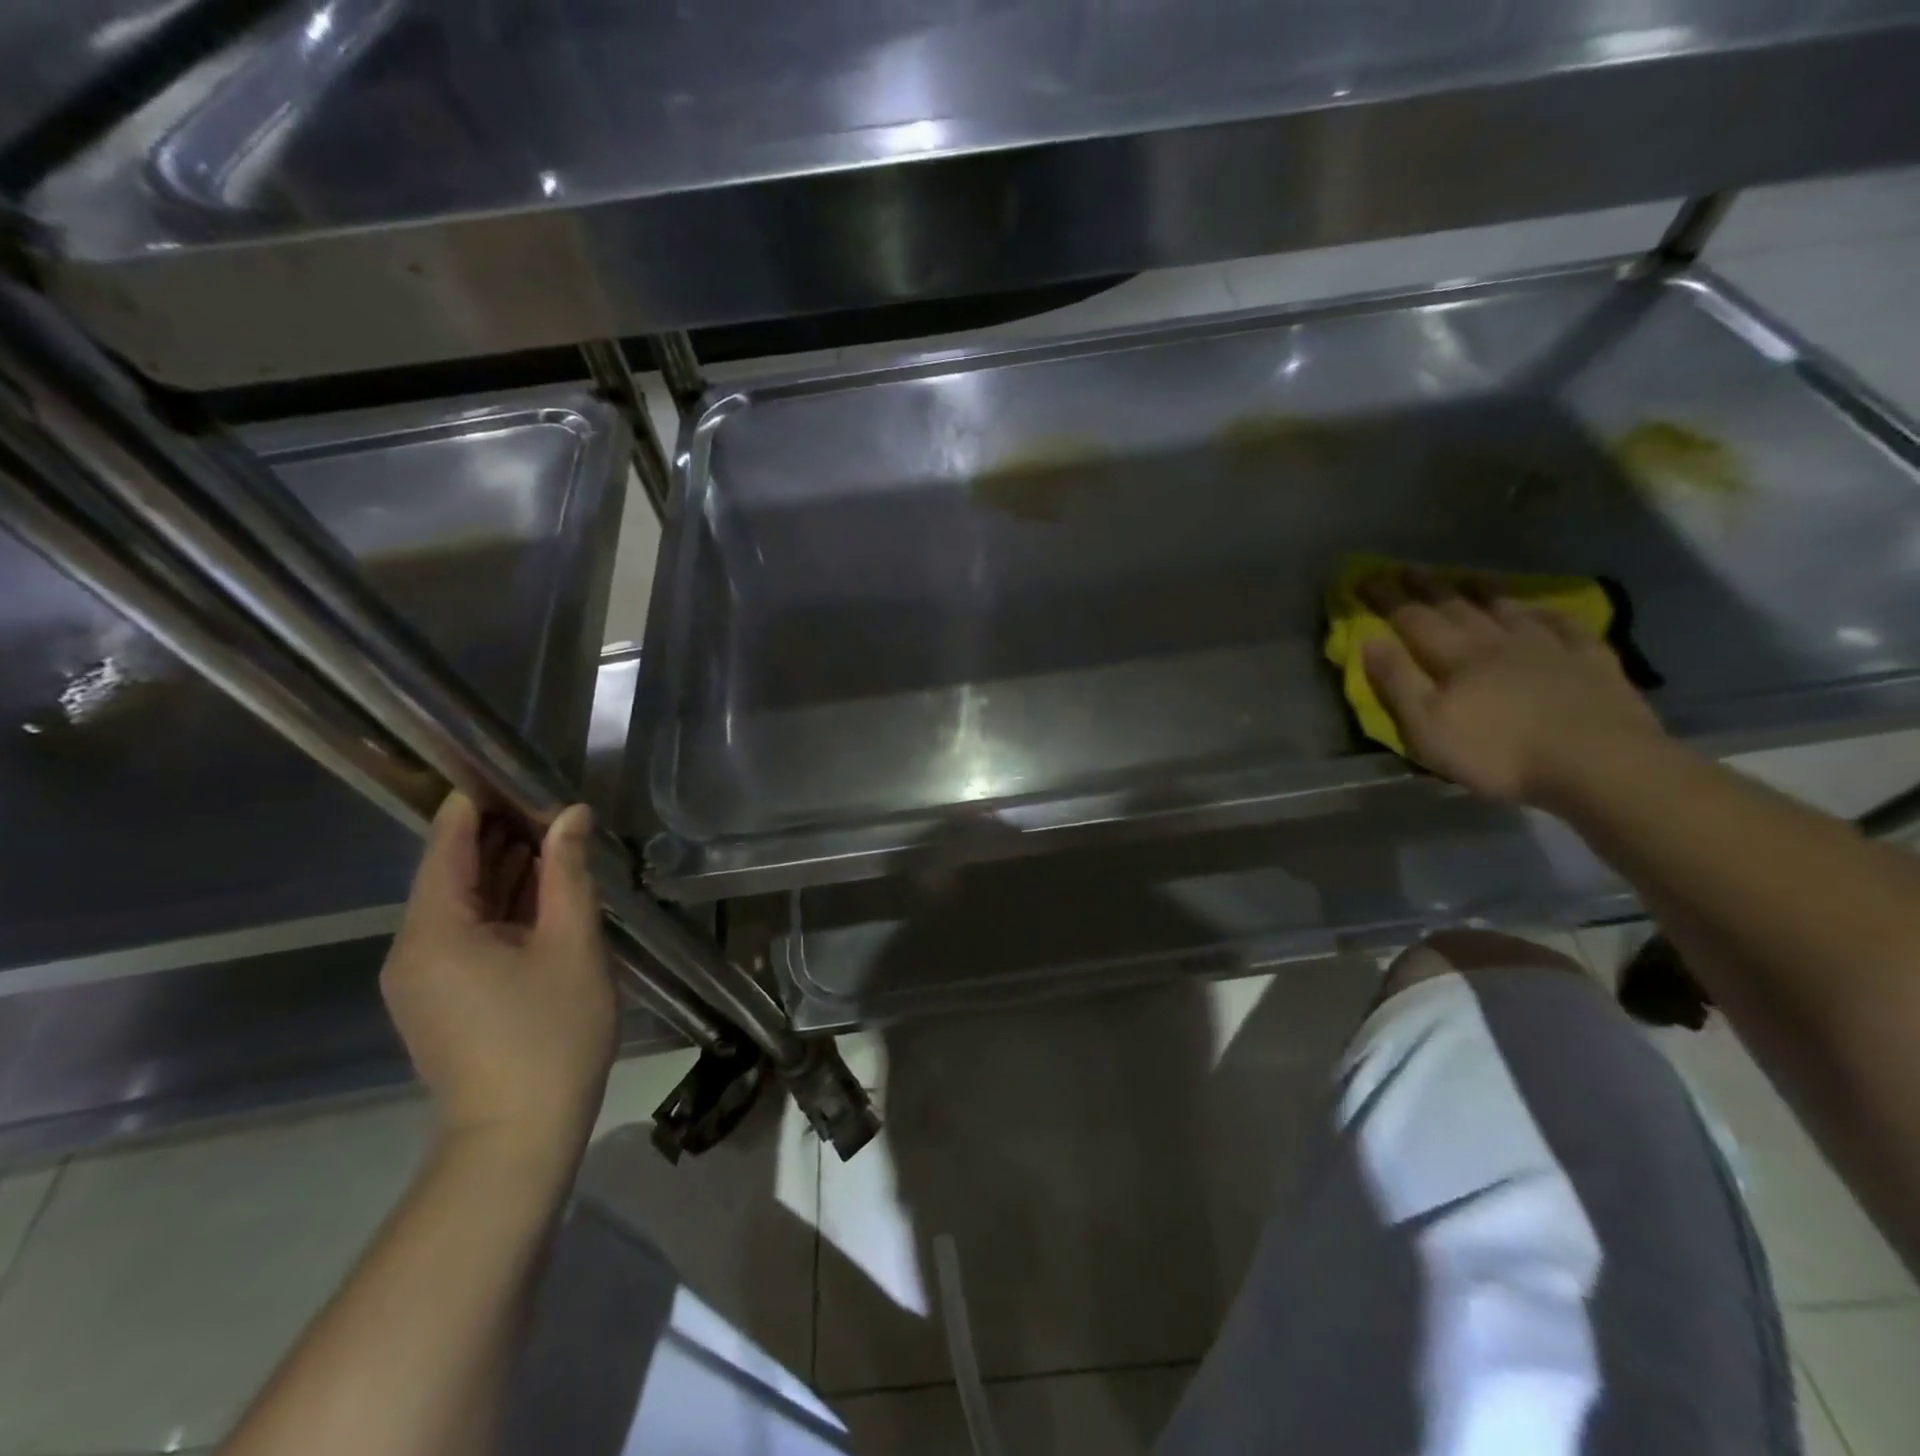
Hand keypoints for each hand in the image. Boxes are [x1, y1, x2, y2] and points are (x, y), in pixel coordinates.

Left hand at [381, 793, 616, 1160]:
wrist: (518, 1136)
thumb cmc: (551, 1033)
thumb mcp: (573, 943)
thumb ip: (569, 873)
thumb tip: (571, 814)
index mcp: (434, 931)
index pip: (446, 845)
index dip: (476, 804)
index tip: (512, 773)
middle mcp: (411, 949)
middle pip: (450, 873)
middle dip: (499, 837)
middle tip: (553, 806)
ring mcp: (420, 979)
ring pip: (461, 906)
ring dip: (505, 873)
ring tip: (556, 841)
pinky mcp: (438, 1000)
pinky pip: (464, 935)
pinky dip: (501, 909)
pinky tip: (542, 895)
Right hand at [1359, 570, 1665, 805]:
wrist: (1599, 764)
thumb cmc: (1498, 753)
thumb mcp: (1427, 727)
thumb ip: (1397, 683)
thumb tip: (1369, 641)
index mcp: (1456, 658)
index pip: (1413, 620)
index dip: (1388, 599)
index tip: (1366, 578)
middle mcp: (1498, 643)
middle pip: (1457, 608)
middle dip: (1428, 588)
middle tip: (1409, 568)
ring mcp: (1549, 648)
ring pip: (1508, 610)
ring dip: (1484, 592)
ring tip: (1468, 577)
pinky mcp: (1592, 662)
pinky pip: (1566, 627)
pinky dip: (1547, 613)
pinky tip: (1540, 609)